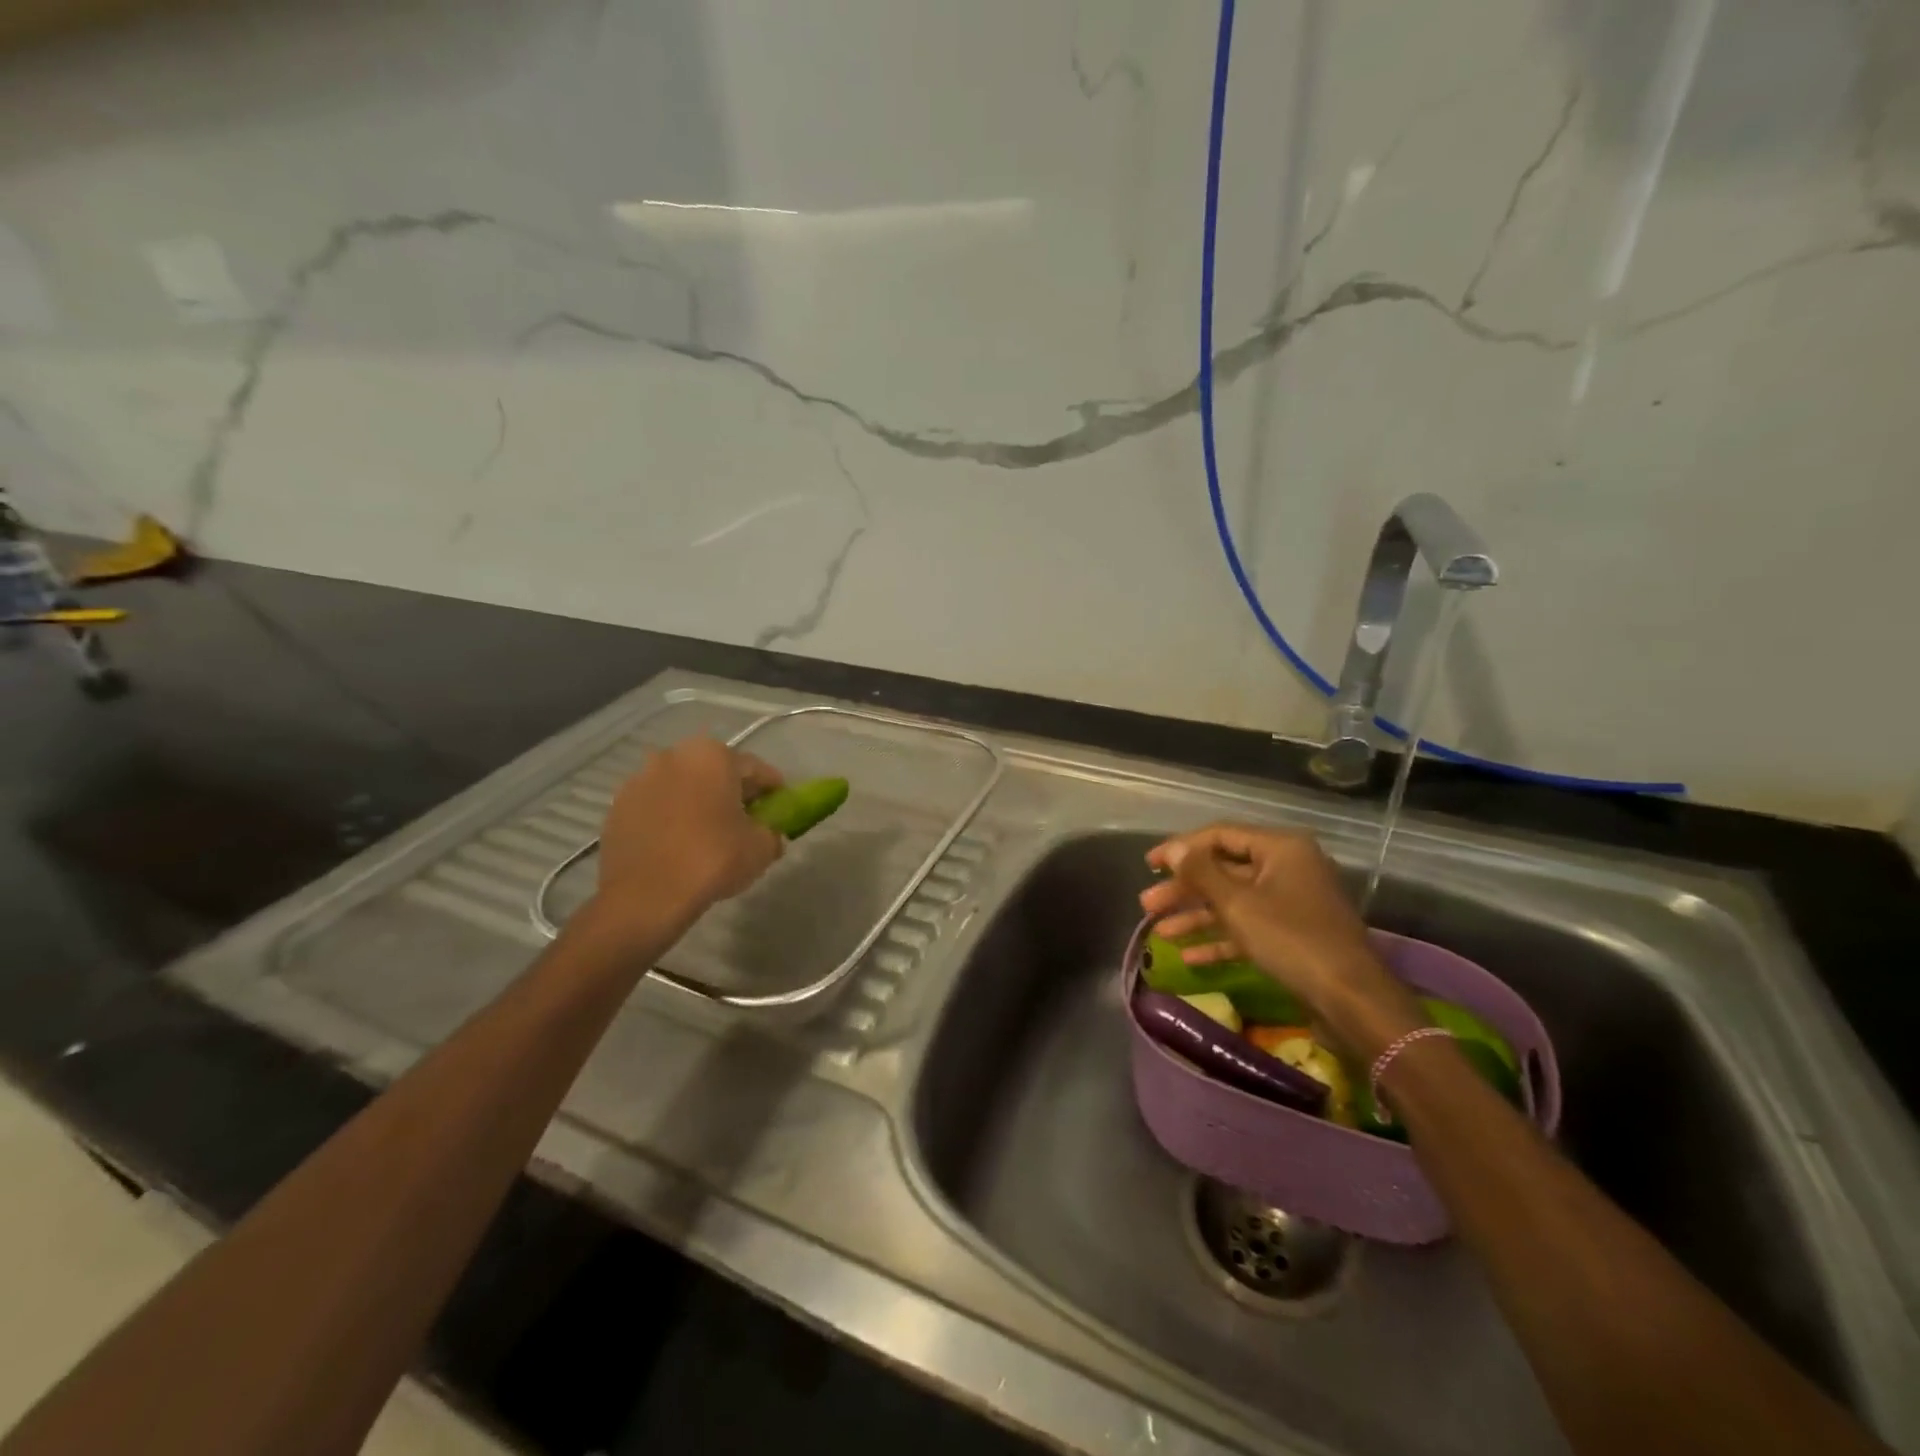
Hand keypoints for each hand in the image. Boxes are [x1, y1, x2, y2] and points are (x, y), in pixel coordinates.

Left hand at [585, 738, 783, 952]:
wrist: (645, 898)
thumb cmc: (711, 860)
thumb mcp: (761, 848)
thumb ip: (772, 833)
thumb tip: (770, 834)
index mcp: (712, 756)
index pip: (755, 769)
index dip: (772, 789)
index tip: (780, 806)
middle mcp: (673, 756)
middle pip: (714, 772)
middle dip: (732, 792)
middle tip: (747, 819)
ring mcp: (639, 780)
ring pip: (682, 787)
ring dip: (698, 802)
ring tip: (709, 833)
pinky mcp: (617, 807)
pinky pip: (656, 807)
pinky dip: (671, 818)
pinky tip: (679, 844)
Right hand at [1139, 824, 1424, 1056]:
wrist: (1351, 999)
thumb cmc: (1291, 939)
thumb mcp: (1238, 903)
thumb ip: (1201, 872)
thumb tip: (1174, 849)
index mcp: (1281, 848)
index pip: (1220, 836)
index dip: (1180, 848)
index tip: (1148, 864)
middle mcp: (1288, 867)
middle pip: (1224, 870)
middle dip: (1184, 889)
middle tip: (1147, 904)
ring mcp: (1292, 902)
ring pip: (1233, 901)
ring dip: (1196, 915)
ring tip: (1158, 931)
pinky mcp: (1293, 935)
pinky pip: (1248, 928)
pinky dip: (1220, 939)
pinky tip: (1189, 956)